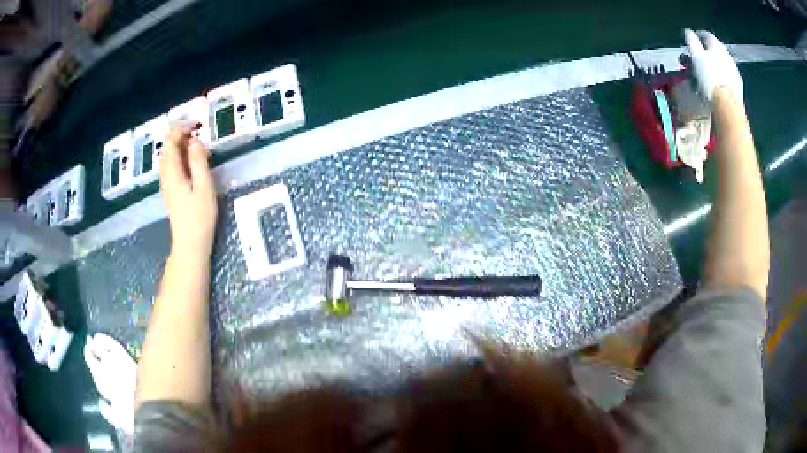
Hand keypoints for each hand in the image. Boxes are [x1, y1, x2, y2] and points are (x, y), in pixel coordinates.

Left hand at [159, 125, 217, 256]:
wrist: (190, 245)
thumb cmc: (199, 217)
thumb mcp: (204, 187)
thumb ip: (198, 162)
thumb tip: (195, 140)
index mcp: (173, 173)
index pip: (171, 143)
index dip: (181, 129)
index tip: (196, 124)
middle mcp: (166, 176)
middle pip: (167, 149)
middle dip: (179, 135)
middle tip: (196, 131)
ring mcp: (166, 185)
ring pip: (167, 158)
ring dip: (178, 146)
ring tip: (194, 142)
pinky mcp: (170, 192)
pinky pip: (170, 167)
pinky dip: (178, 157)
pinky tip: (188, 160)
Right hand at [684, 29, 742, 104]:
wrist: (728, 105)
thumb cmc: (710, 78)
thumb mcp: (696, 56)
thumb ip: (691, 41)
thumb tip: (688, 31)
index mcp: (716, 44)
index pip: (705, 34)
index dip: (696, 36)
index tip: (689, 41)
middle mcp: (726, 54)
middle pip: (713, 50)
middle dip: (702, 53)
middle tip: (694, 59)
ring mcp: (734, 70)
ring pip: (719, 63)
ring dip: (711, 66)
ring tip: (703, 74)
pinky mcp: (737, 85)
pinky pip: (726, 76)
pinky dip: (719, 76)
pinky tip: (714, 84)